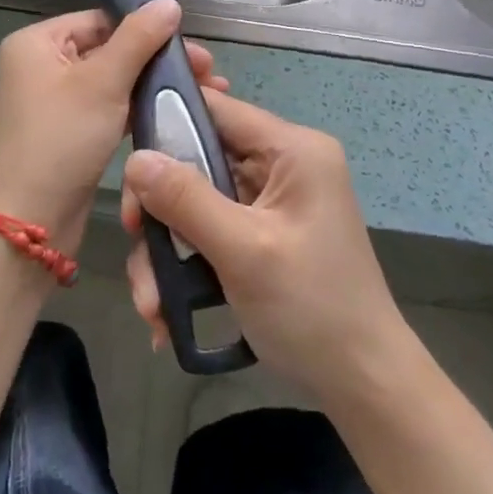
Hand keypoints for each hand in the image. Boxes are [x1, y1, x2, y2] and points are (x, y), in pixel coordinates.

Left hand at [0, 0, 226, 253]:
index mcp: (36, 43)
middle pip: (108, 48)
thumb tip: (168, 2)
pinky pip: (106, 107)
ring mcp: (51, 100)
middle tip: (209, 72)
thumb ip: (138, 38)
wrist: (30, 221)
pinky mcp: (66, 131)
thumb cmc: (62, 139)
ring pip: (111, 80)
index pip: (99, 20)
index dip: (145, 28)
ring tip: (203, 91)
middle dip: (156, 59)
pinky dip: (136, 107)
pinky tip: (172, 111)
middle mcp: (38, 65)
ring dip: (152, 84)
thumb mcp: (103, 82)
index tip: (191, 45)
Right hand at [121, 89, 408, 401]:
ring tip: (152, 303)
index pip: (217, 109)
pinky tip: (168, 310)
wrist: (364, 385)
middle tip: (134, 240)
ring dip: (168, 248)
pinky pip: (209, 229)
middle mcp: (281, 164)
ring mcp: (271, 201)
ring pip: (196, 200)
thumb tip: (134, 158)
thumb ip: (186, 199)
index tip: (129, 165)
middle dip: (161, 205)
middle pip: (198, 158)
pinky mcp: (261, 233)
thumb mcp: (244, 251)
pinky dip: (186, 264)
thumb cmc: (312, 309)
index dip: (167, 124)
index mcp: (292, 150)